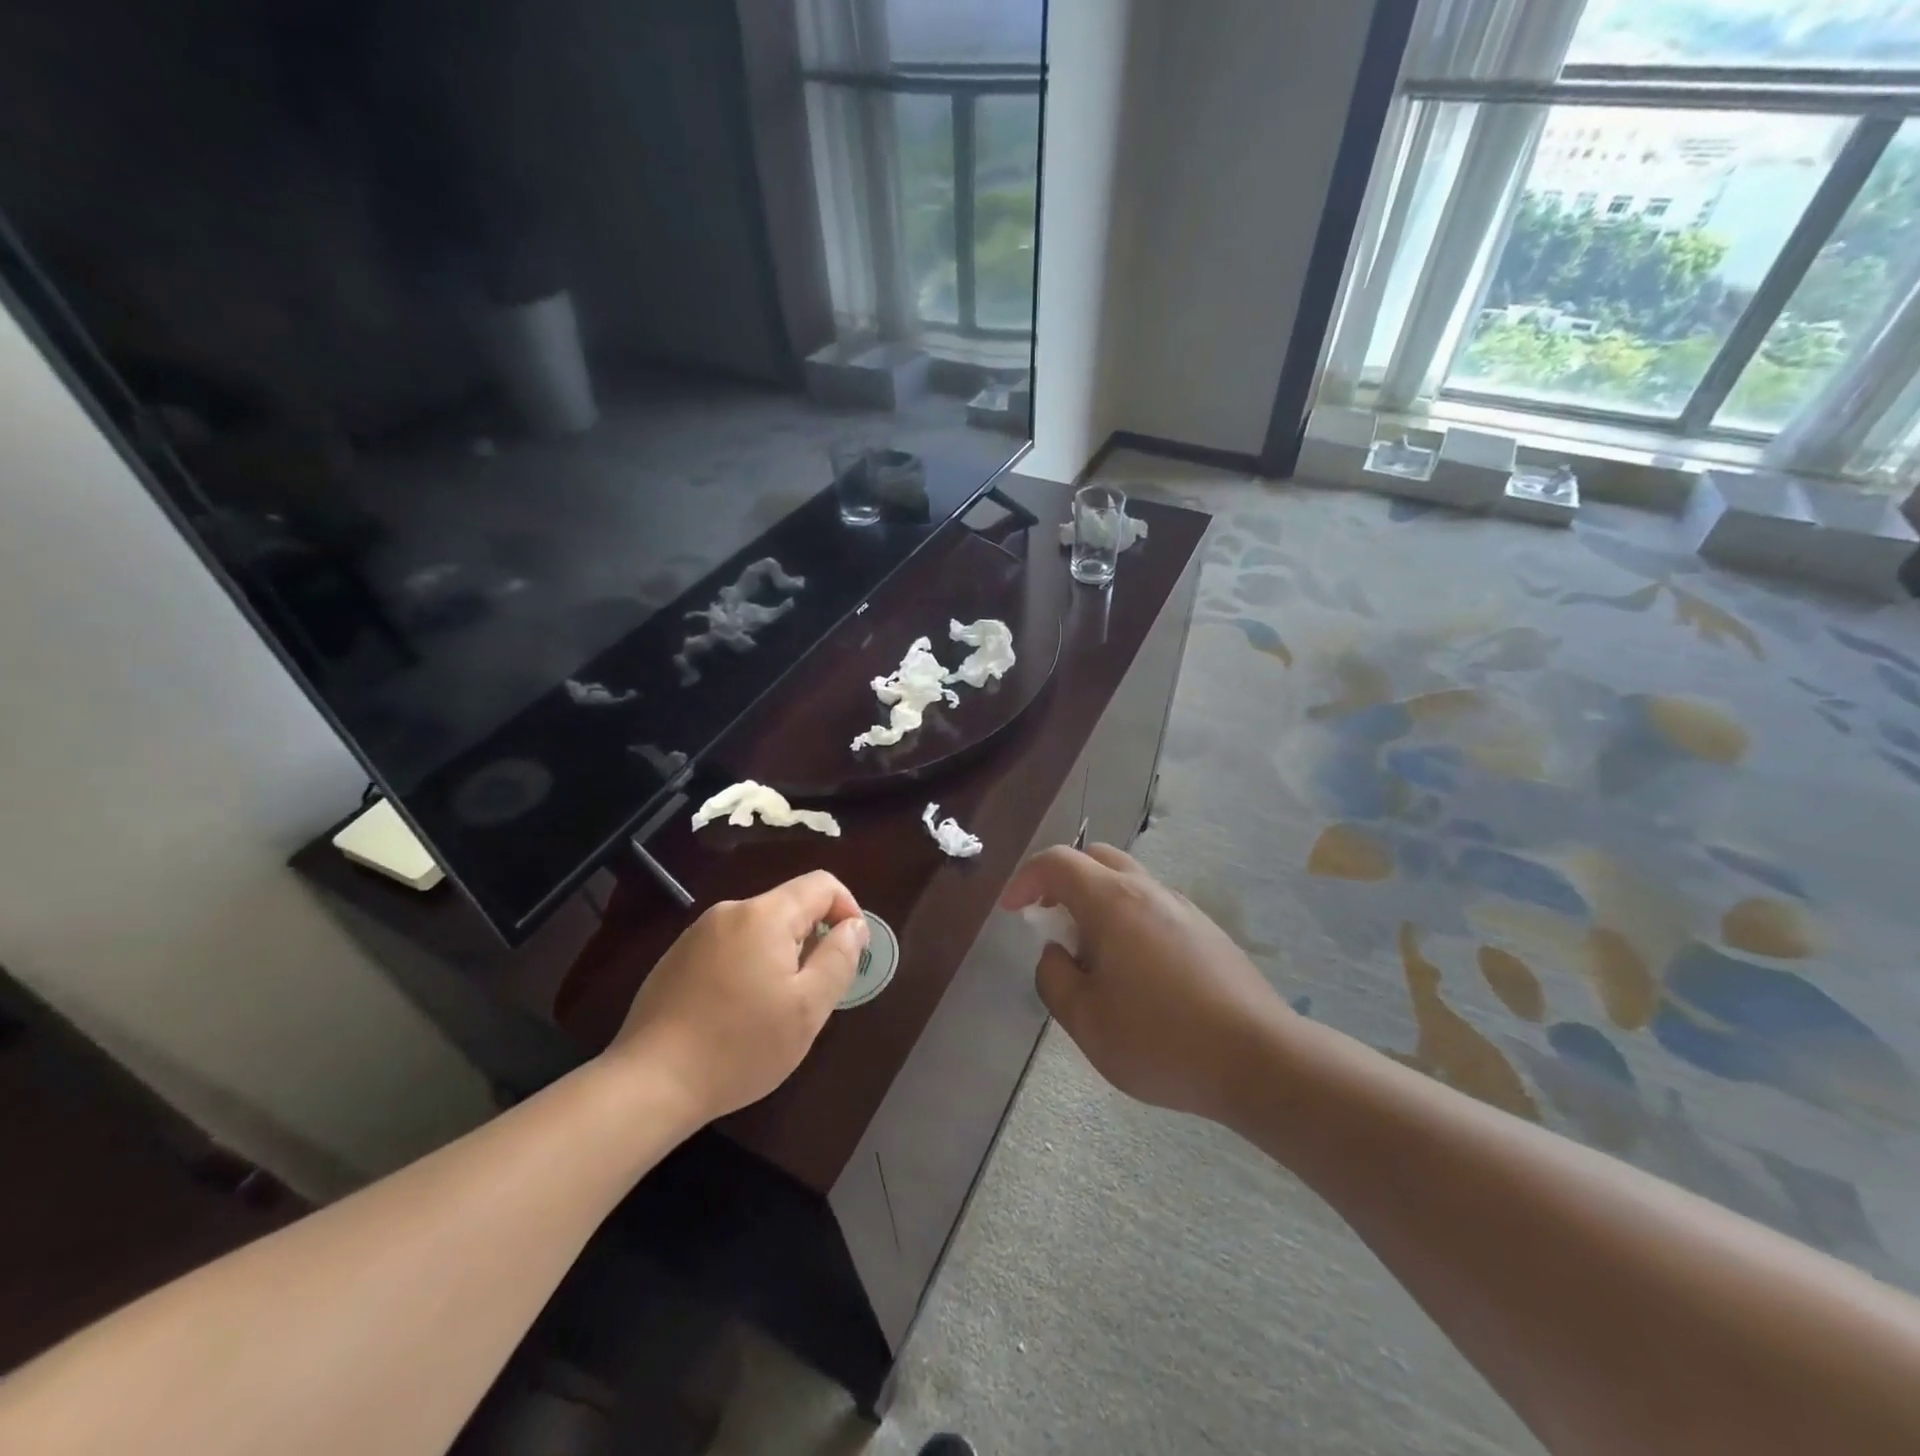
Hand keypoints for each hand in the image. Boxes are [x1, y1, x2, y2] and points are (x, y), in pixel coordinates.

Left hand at [606, 871, 867, 1123]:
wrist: (650, 1083)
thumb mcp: (807, 1008)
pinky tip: (735, 1014)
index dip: (848, 910)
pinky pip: (729, 947)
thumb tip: (854, 925)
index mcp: (765, 915)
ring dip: (779, 957)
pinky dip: (747, 968)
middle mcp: (730, 911)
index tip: (849, 954)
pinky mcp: (676, 958)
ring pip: (759, 929)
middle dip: (811, 940)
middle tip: (811, 995)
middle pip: (789, 906)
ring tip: (772, 1010)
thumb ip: (839, 958)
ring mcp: (697, 933)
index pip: (822, 884)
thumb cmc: (740, 1046)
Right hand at [1001, 845, 1291, 1122]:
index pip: (1056, 862)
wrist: (1260, 1060)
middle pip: (1094, 859)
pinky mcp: (1207, 929)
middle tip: (1050, 922)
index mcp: (1112, 902)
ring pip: (1127, 881)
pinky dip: (1127, 918)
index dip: (1025, 879)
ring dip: (1096, 901)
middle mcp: (1147, 890)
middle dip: (1062, 882)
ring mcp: (1183, 907)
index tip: (1013, 912)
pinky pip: (1152, 905)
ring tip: (1092, 956)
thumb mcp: (1086, 1021)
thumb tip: (1056, 953)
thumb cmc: (1162, 1041)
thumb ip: (1053, 978)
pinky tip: (1136, 971)